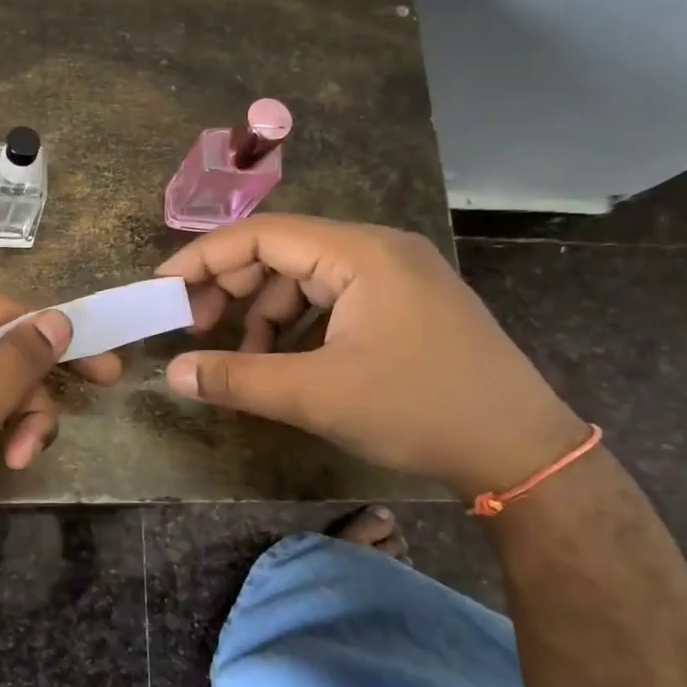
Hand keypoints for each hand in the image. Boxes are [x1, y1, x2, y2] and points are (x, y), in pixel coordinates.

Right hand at [157, 215, 585, 496]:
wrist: (522, 451)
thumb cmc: (419, 409)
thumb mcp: (317, 395)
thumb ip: (237, 379)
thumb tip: (174, 375)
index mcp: (360, 252)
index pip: (262, 235)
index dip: (204, 259)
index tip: (164, 290)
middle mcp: (377, 250)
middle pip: (282, 252)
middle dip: (232, 288)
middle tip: (196, 329)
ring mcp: (395, 276)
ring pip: (305, 278)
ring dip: (264, 314)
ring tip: (243, 361)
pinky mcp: (404, 305)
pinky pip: (332, 300)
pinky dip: (298, 326)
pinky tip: (286, 363)